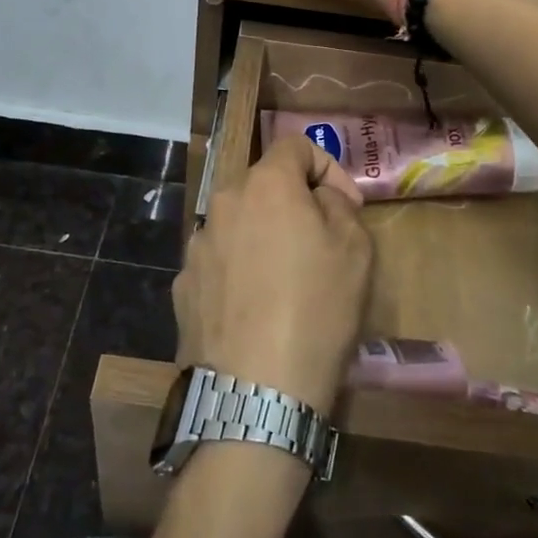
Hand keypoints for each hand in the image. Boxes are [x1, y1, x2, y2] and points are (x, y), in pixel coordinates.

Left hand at [174, 136, 371, 414]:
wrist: (256, 392)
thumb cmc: (317, 310)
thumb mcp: (355, 249)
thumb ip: (338, 204)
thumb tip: (319, 198)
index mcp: (265, 185)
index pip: (294, 144)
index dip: (327, 166)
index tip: (347, 204)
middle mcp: (222, 204)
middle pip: (263, 185)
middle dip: (295, 203)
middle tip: (321, 240)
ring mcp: (197, 246)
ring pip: (239, 224)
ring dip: (264, 237)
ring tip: (287, 281)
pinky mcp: (182, 286)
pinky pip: (219, 262)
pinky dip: (239, 271)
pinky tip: (256, 309)